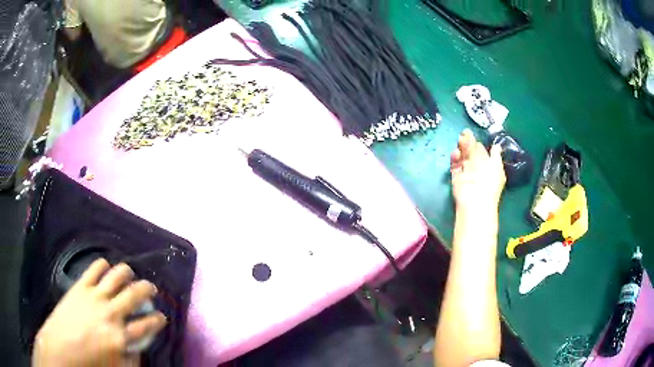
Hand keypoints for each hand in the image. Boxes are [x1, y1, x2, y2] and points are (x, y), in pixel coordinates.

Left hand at [32, 259, 166, 366]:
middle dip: (147, 289)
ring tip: (129, 273)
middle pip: (135, 294)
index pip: (147, 325)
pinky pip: (95, 268)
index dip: (158, 319)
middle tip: (150, 288)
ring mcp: (95, 296)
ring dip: (126, 272)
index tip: (162, 317)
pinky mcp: (81, 286)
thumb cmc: (90, 362)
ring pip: (116, 275)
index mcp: (121, 337)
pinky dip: (103, 265)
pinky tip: (105, 267)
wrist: (62, 347)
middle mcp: (111, 313)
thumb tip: (139, 346)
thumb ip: (131, 357)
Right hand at [450, 129, 505, 213]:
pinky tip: (455, 153)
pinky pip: (455, 166)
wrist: (475, 200)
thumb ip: (489, 152)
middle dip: (470, 143)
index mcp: (492, 166)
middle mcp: (481, 169)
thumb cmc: (488, 181)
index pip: (488, 152)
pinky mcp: (457, 178)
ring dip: (462, 148)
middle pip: (474, 152)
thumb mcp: (492, 163)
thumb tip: (487, 142)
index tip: (477, 134)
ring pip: (464, 157)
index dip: (482, 143)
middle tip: (465, 134)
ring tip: (460, 139)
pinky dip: (454, 159)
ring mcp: (468, 173)